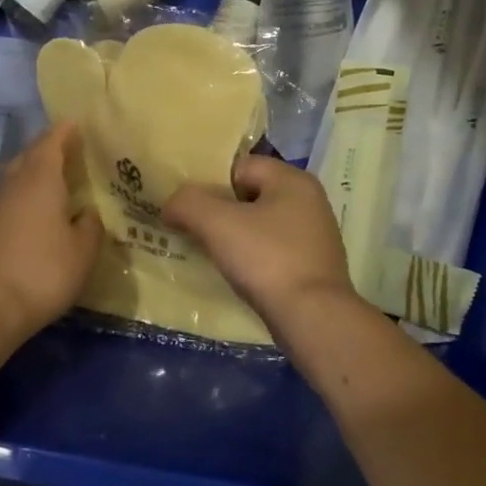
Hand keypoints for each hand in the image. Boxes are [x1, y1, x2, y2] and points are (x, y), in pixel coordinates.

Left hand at [0, 123, 104, 339]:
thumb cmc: (42, 272)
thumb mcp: (83, 253)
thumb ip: (90, 227)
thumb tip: (88, 213)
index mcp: (41, 180)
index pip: (51, 143)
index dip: (64, 132)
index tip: (74, 123)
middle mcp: (12, 186)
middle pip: (27, 157)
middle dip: (45, 150)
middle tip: (65, 153)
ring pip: (11, 182)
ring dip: (28, 177)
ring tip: (48, 186)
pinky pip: (1, 207)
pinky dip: (16, 206)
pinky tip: (25, 222)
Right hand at [162, 154, 361, 333]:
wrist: (313, 319)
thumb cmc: (267, 259)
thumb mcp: (217, 223)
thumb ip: (188, 203)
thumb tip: (171, 205)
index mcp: (292, 180)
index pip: (239, 166)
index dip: (208, 183)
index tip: (186, 206)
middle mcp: (308, 201)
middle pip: (249, 195)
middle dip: (218, 210)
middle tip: (190, 228)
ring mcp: (313, 236)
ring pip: (259, 225)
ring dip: (232, 236)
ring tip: (206, 252)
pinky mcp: (312, 267)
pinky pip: (270, 251)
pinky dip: (250, 258)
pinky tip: (233, 274)